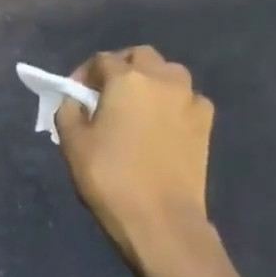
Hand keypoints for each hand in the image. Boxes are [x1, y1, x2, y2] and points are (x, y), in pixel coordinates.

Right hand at [55, 47, 218, 276]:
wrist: (161, 219)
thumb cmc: (110, 177)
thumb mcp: (73, 143)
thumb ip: (69, 110)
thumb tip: (75, 100)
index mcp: (127, 79)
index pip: (101, 59)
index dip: (83, 74)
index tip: (74, 96)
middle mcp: (163, 79)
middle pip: (140, 56)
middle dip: (121, 68)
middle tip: (105, 95)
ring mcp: (190, 99)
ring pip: (168, 73)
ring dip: (149, 81)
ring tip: (134, 108)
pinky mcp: (206, 122)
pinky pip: (186, 99)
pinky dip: (171, 103)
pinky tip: (159, 126)